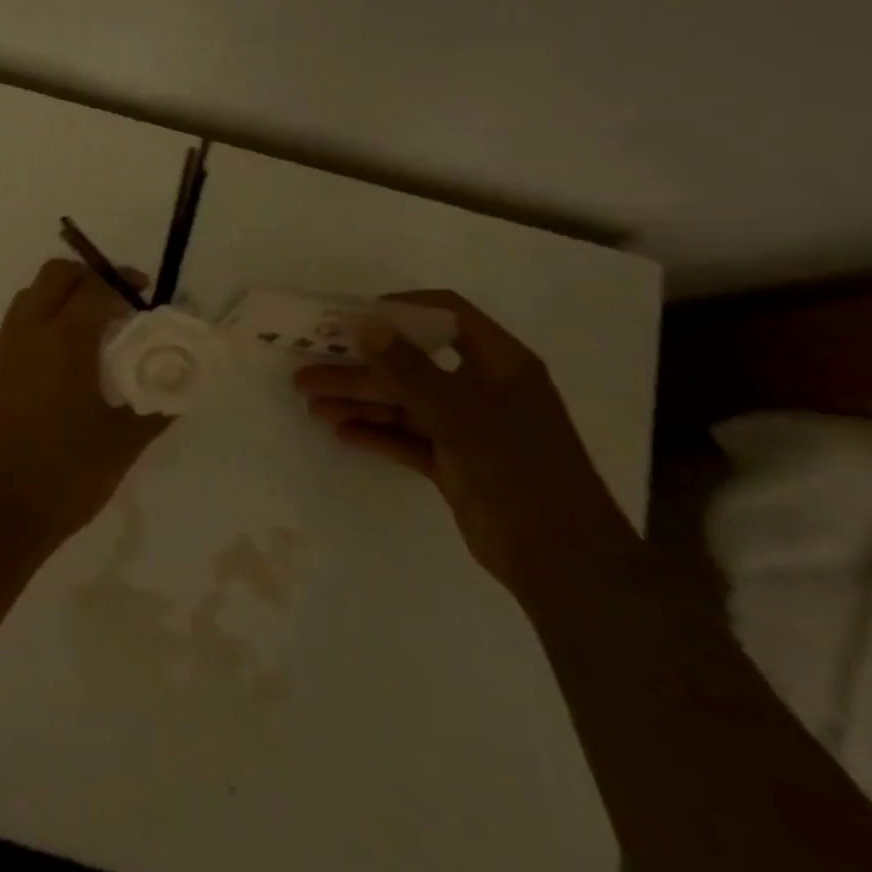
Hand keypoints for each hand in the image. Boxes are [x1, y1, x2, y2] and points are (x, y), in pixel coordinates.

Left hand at [0, 259, 172, 550]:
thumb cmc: (65, 475)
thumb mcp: (122, 443)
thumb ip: (154, 409)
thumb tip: (178, 391)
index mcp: (64, 340)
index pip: (96, 287)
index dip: (124, 282)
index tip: (145, 293)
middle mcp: (27, 332)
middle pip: (55, 276)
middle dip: (88, 276)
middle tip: (116, 302)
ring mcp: (1, 350)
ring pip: (29, 297)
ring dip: (59, 296)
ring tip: (88, 328)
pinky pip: (12, 326)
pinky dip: (36, 322)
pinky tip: (55, 359)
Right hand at [294, 290, 634, 599]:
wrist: (563, 561)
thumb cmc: (518, 471)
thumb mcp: (460, 414)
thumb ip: (407, 368)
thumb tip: (362, 323)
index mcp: (498, 363)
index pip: (445, 316)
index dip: (398, 310)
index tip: (351, 320)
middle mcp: (481, 388)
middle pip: (411, 365)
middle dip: (359, 368)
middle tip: (308, 374)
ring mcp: (467, 428)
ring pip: (403, 403)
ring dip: (359, 401)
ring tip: (312, 405)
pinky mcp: (454, 463)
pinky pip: (407, 438)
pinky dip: (375, 433)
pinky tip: (340, 432)